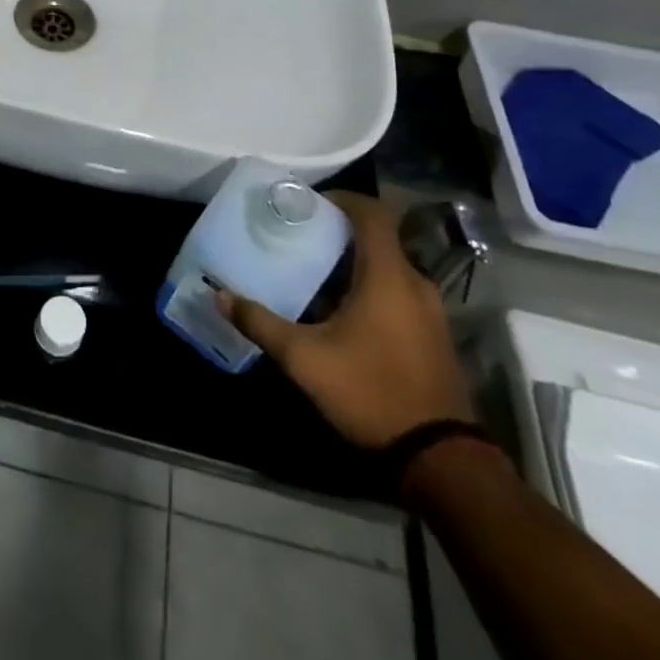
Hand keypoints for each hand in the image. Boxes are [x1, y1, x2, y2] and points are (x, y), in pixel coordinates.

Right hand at [217, 191, 472, 449]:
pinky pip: (397, 294)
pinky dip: (369, 289)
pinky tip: (338, 314)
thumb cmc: (370, 391)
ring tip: (311, 274)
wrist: (440, 460)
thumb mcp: (303, 358)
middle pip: (377, 239)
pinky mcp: (433, 337)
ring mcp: (429, 312)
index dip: (341, 199)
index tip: (307, 204)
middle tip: (297, 239)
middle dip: (337, 234)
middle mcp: (415, 284)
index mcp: (388, 276)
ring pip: (387, 269)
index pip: (372, 213)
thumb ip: (260, 323)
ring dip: (352, 265)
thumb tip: (219, 295)